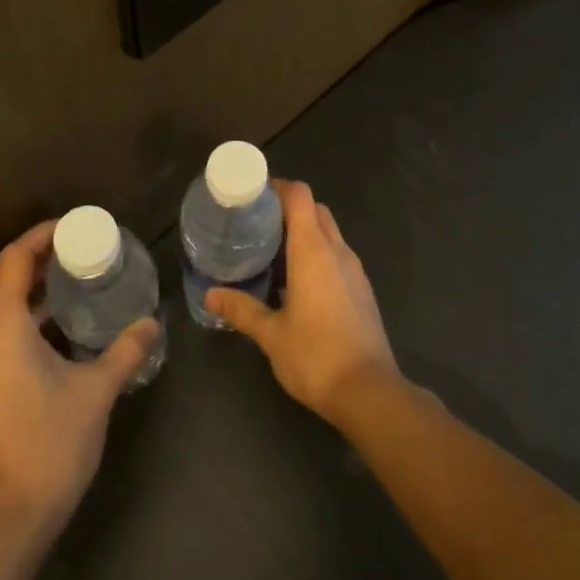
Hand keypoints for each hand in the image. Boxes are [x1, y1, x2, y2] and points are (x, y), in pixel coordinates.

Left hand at [0, 222, 159, 531]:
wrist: (9, 518)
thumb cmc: (51, 443)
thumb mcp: (96, 391)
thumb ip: (126, 350)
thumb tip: (152, 323)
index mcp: (0, 329)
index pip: (13, 260)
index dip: (40, 236)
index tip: (73, 227)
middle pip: (1, 278)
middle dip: (36, 257)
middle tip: (77, 248)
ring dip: (28, 287)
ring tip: (70, 278)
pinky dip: (21, 314)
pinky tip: (55, 325)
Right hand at [205, 180, 398, 424]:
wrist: (369, 392)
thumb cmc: (316, 356)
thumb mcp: (271, 334)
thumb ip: (241, 310)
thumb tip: (210, 295)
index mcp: (313, 251)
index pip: (300, 196)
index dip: (278, 187)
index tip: (253, 195)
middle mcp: (337, 251)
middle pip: (315, 209)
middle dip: (288, 208)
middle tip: (257, 223)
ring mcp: (354, 270)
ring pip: (329, 232)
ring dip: (304, 231)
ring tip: (272, 250)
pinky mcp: (362, 289)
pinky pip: (337, 255)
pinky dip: (317, 253)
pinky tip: (296, 281)